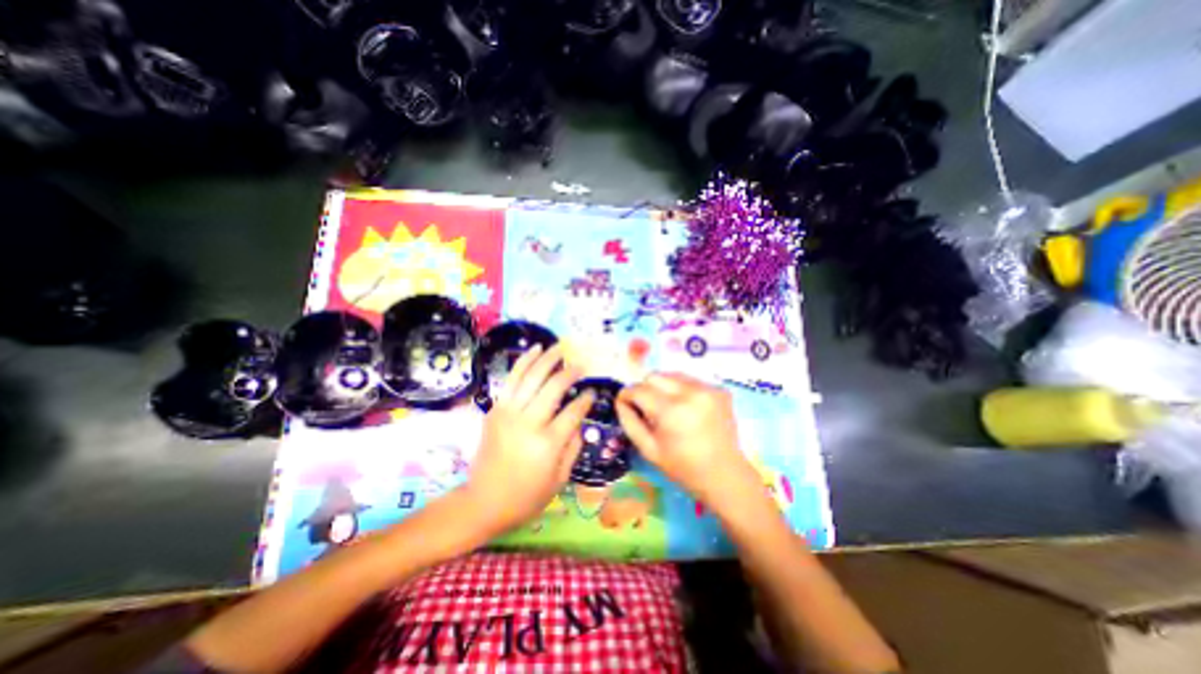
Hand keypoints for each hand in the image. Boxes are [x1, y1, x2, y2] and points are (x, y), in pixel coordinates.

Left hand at [463, 344, 589, 534]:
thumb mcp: (560, 479)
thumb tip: (579, 421)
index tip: (591, 393)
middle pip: (554, 388)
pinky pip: (512, 379)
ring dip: (548, 358)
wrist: (483, 501)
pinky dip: (524, 361)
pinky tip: (535, 350)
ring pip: (532, 376)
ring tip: (560, 347)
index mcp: (548, 444)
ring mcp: (509, 413)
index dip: (585, 400)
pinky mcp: (495, 409)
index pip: (573, 412)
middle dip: (570, 373)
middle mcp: (528, 423)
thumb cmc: (526, 496)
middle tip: (581, 365)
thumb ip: (573, 447)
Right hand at [619, 374, 758, 516]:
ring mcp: (707, 388)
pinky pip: (690, 381)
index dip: (627, 395)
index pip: (639, 389)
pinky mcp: (719, 389)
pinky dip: (683, 390)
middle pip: (655, 376)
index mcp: (671, 410)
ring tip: (670, 408)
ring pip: (672, 375)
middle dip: (646, 389)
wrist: (724, 474)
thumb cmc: (682, 467)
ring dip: (665, 387)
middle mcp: (690, 392)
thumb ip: (630, 422)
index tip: (624, 403)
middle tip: (649, 409)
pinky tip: (688, 409)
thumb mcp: (648, 449)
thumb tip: (620, 400)